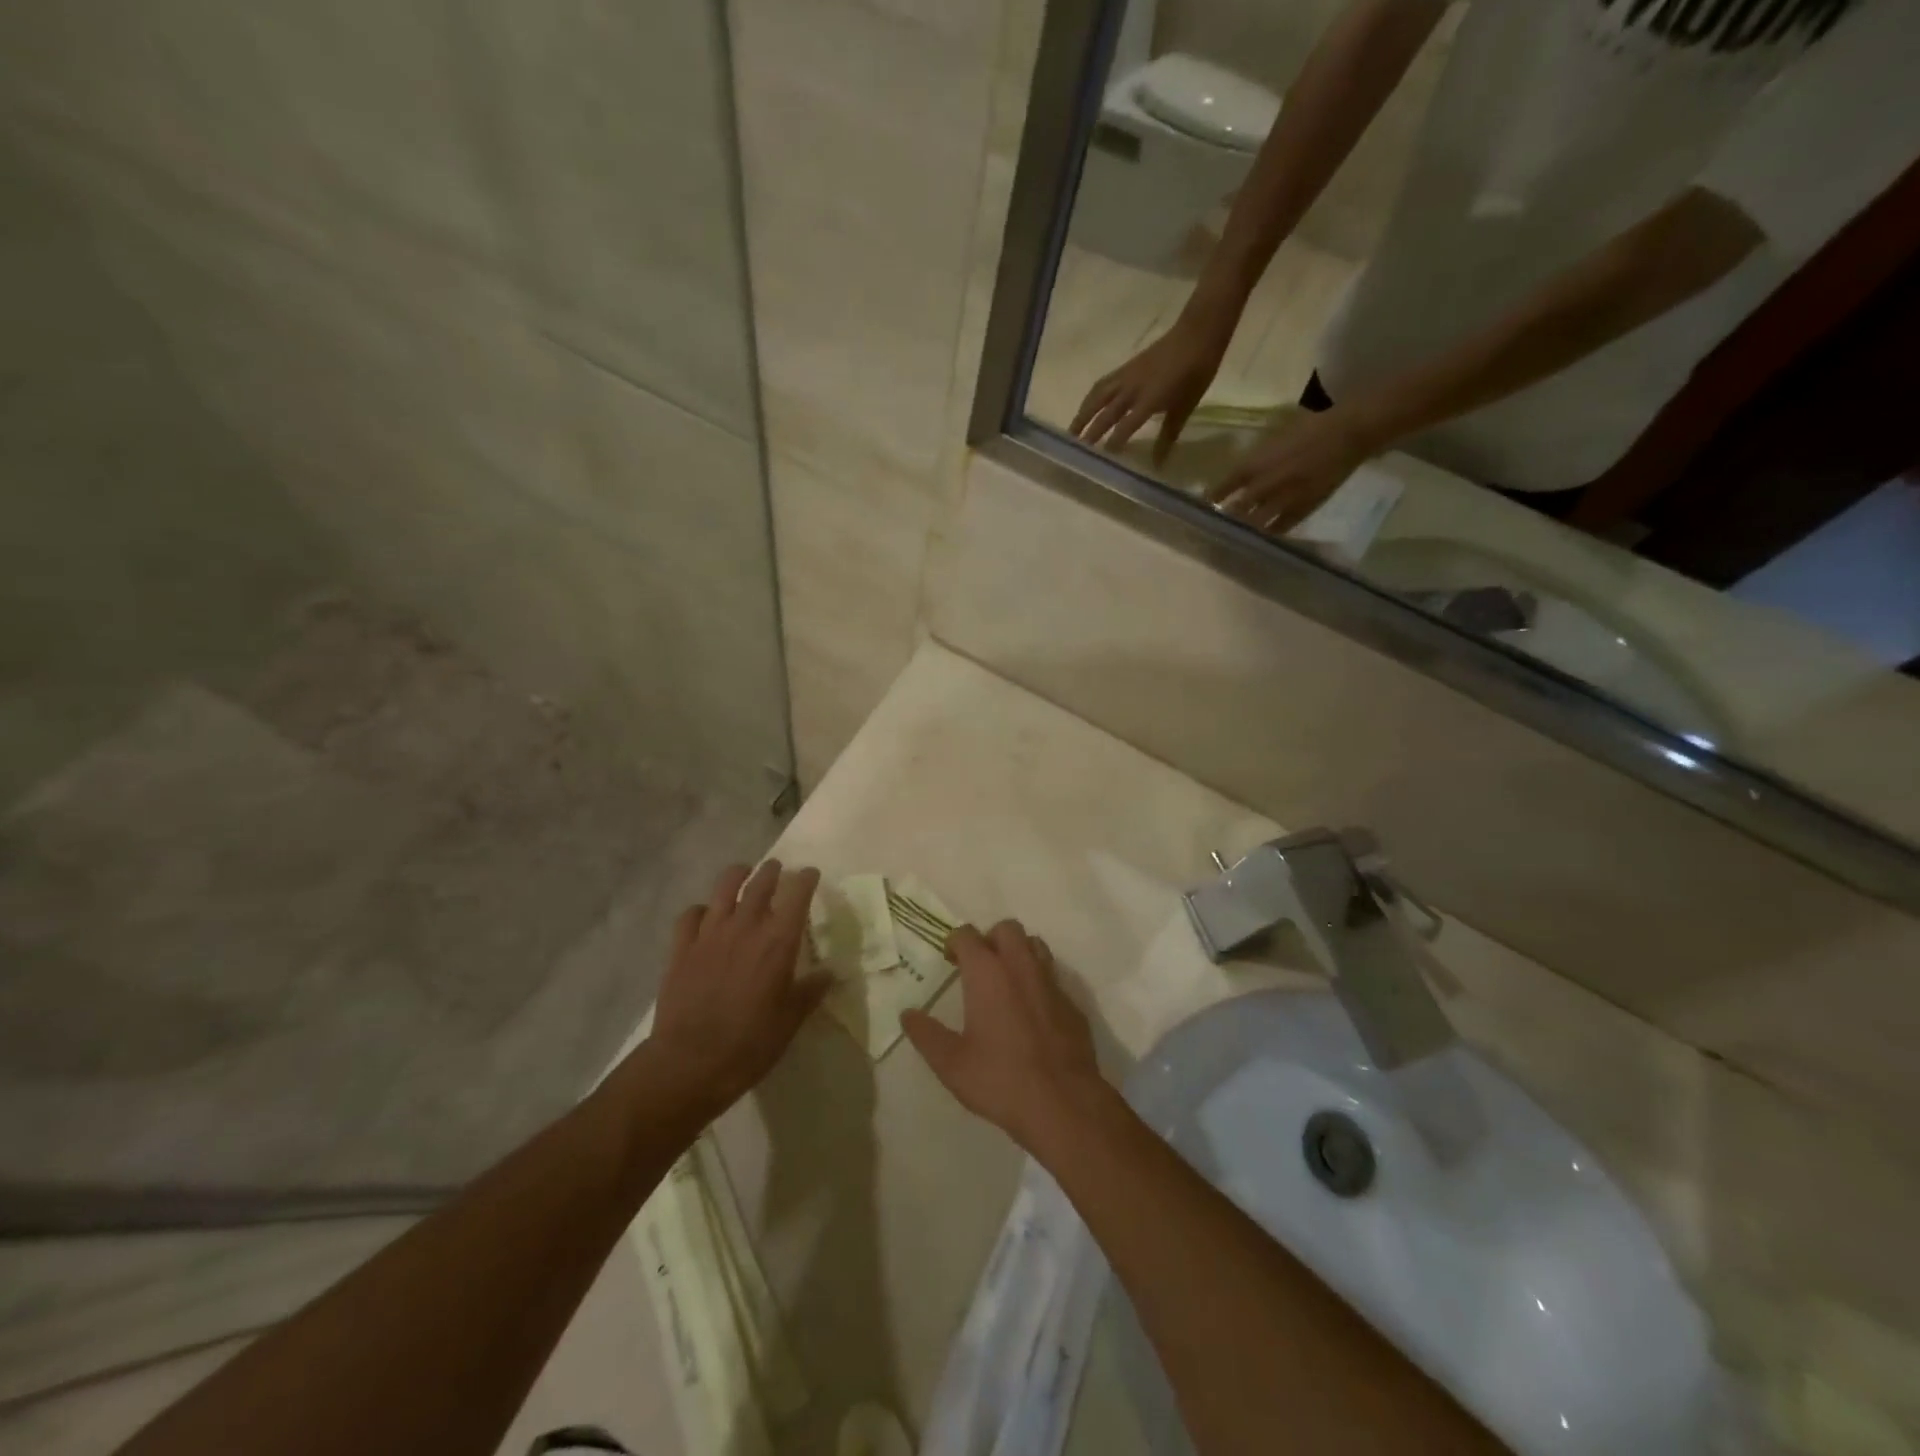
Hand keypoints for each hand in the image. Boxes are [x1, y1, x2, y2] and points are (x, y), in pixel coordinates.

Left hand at [649, 860, 830, 1117]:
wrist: (690, 1063)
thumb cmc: (750, 1043)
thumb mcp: (791, 1020)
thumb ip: (811, 991)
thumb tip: (829, 973)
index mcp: (778, 941)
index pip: (797, 894)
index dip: (806, 879)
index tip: (811, 874)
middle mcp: (745, 927)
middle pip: (760, 883)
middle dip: (772, 871)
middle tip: (777, 869)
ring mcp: (709, 934)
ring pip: (723, 888)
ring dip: (737, 875)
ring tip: (743, 873)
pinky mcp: (681, 948)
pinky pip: (690, 915)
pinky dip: (700, 909)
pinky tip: (704, 915)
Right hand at [902, 920, 1110, 1153]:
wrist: (1063, 1102)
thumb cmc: (1000, 1079)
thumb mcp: (951, 1063)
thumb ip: (926, 1034)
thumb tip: (908, 1014)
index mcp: (987, 973)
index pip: (967, 935)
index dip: (955, 942)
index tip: (949, 959)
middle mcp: (1021, 966)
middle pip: (1007, 928)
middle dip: (990, 939)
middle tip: (978, 966)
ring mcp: (1051, 982)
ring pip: (1035, 946)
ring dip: (1018, 953)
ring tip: (1006, 981)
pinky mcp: (1072, 1002)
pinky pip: (1053, 977)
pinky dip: (1039, 982)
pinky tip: (1032, 1012)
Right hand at [1071, 315, 1232, 464]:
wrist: (1197, 334)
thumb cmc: (1196, 373)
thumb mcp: (1185, 408)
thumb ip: (1167, 437)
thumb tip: (1157, 464)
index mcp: (1149, 401)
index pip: (1124, 428)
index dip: (1112, 444)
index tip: (1102, 461)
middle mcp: (1132, 390)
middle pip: (1105, 414)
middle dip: (1090, 433)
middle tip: (1076, 451)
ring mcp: (1126, 377)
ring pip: (1097, 398)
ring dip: (1083, 415)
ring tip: (1072, 431)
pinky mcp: (1125, 368)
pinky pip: (1102, 385)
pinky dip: (1091, 398)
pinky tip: (1087, 406)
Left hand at [1206, 406, 1377, 534]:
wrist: (1349, 433)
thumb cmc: (1311, 426)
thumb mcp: (1274, 436)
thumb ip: (1256, 457)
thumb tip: (1239, 472)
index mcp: (1257, 464)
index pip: (1225, 486)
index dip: (1213, 496)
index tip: (1203, 504)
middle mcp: (1266, 485)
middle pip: (1237, 510)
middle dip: (1225, 518)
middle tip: (1214, 526)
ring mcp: (1285, 500)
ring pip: (1256, 523)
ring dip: (1244, 529)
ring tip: (1234, 535)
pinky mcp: (1304, 509)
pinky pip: (1280, 528)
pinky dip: (1268, 533)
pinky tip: (1262, 536)